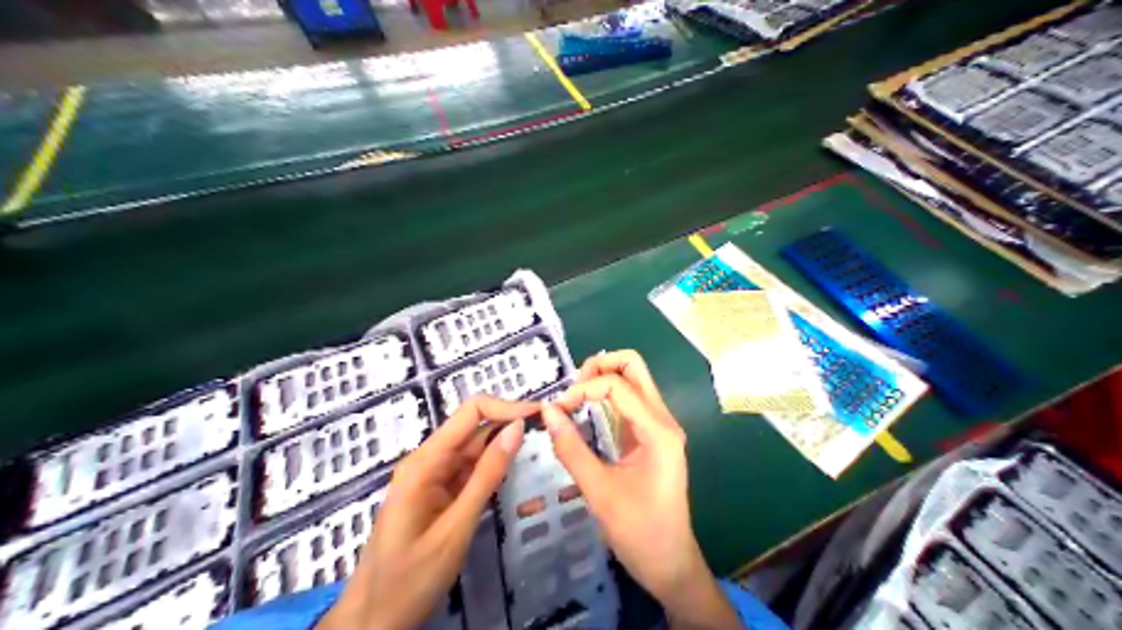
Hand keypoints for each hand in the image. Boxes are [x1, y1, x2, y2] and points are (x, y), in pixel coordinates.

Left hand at [315, 396, 534, 629]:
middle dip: (509, 424)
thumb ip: (487, 475)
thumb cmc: (411, 577)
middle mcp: (427, 461)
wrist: (373, 620)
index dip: (506, 407)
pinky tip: (514, 470)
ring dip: (504, 446)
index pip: (470, 412)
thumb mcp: (456, 526)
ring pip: (473, 449)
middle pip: (473, 428)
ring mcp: (432, 477)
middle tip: (549, 432)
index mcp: (425, 462)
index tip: (541, 415)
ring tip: (540, 447)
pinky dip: (492, 468)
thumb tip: (517, 428)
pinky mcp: (437, 493)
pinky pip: (468, 471)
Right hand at [541, 353, 737, 627]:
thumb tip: (547, 411)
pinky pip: (630, 401)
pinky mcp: (651, 436)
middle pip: (634, 366)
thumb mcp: (599, 491)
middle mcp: (663, 419)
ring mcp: (659, 426)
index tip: (557, 408)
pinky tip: (585, 411)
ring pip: (633, 380)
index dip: (583, 388)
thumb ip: (571, 448)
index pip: (618, 385)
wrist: (670, 563)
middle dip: (599, 367)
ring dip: (602, 379)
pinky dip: (606, 397)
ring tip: (574, 399)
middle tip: (571, 390)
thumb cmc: (639, 531)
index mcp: (658, 430)